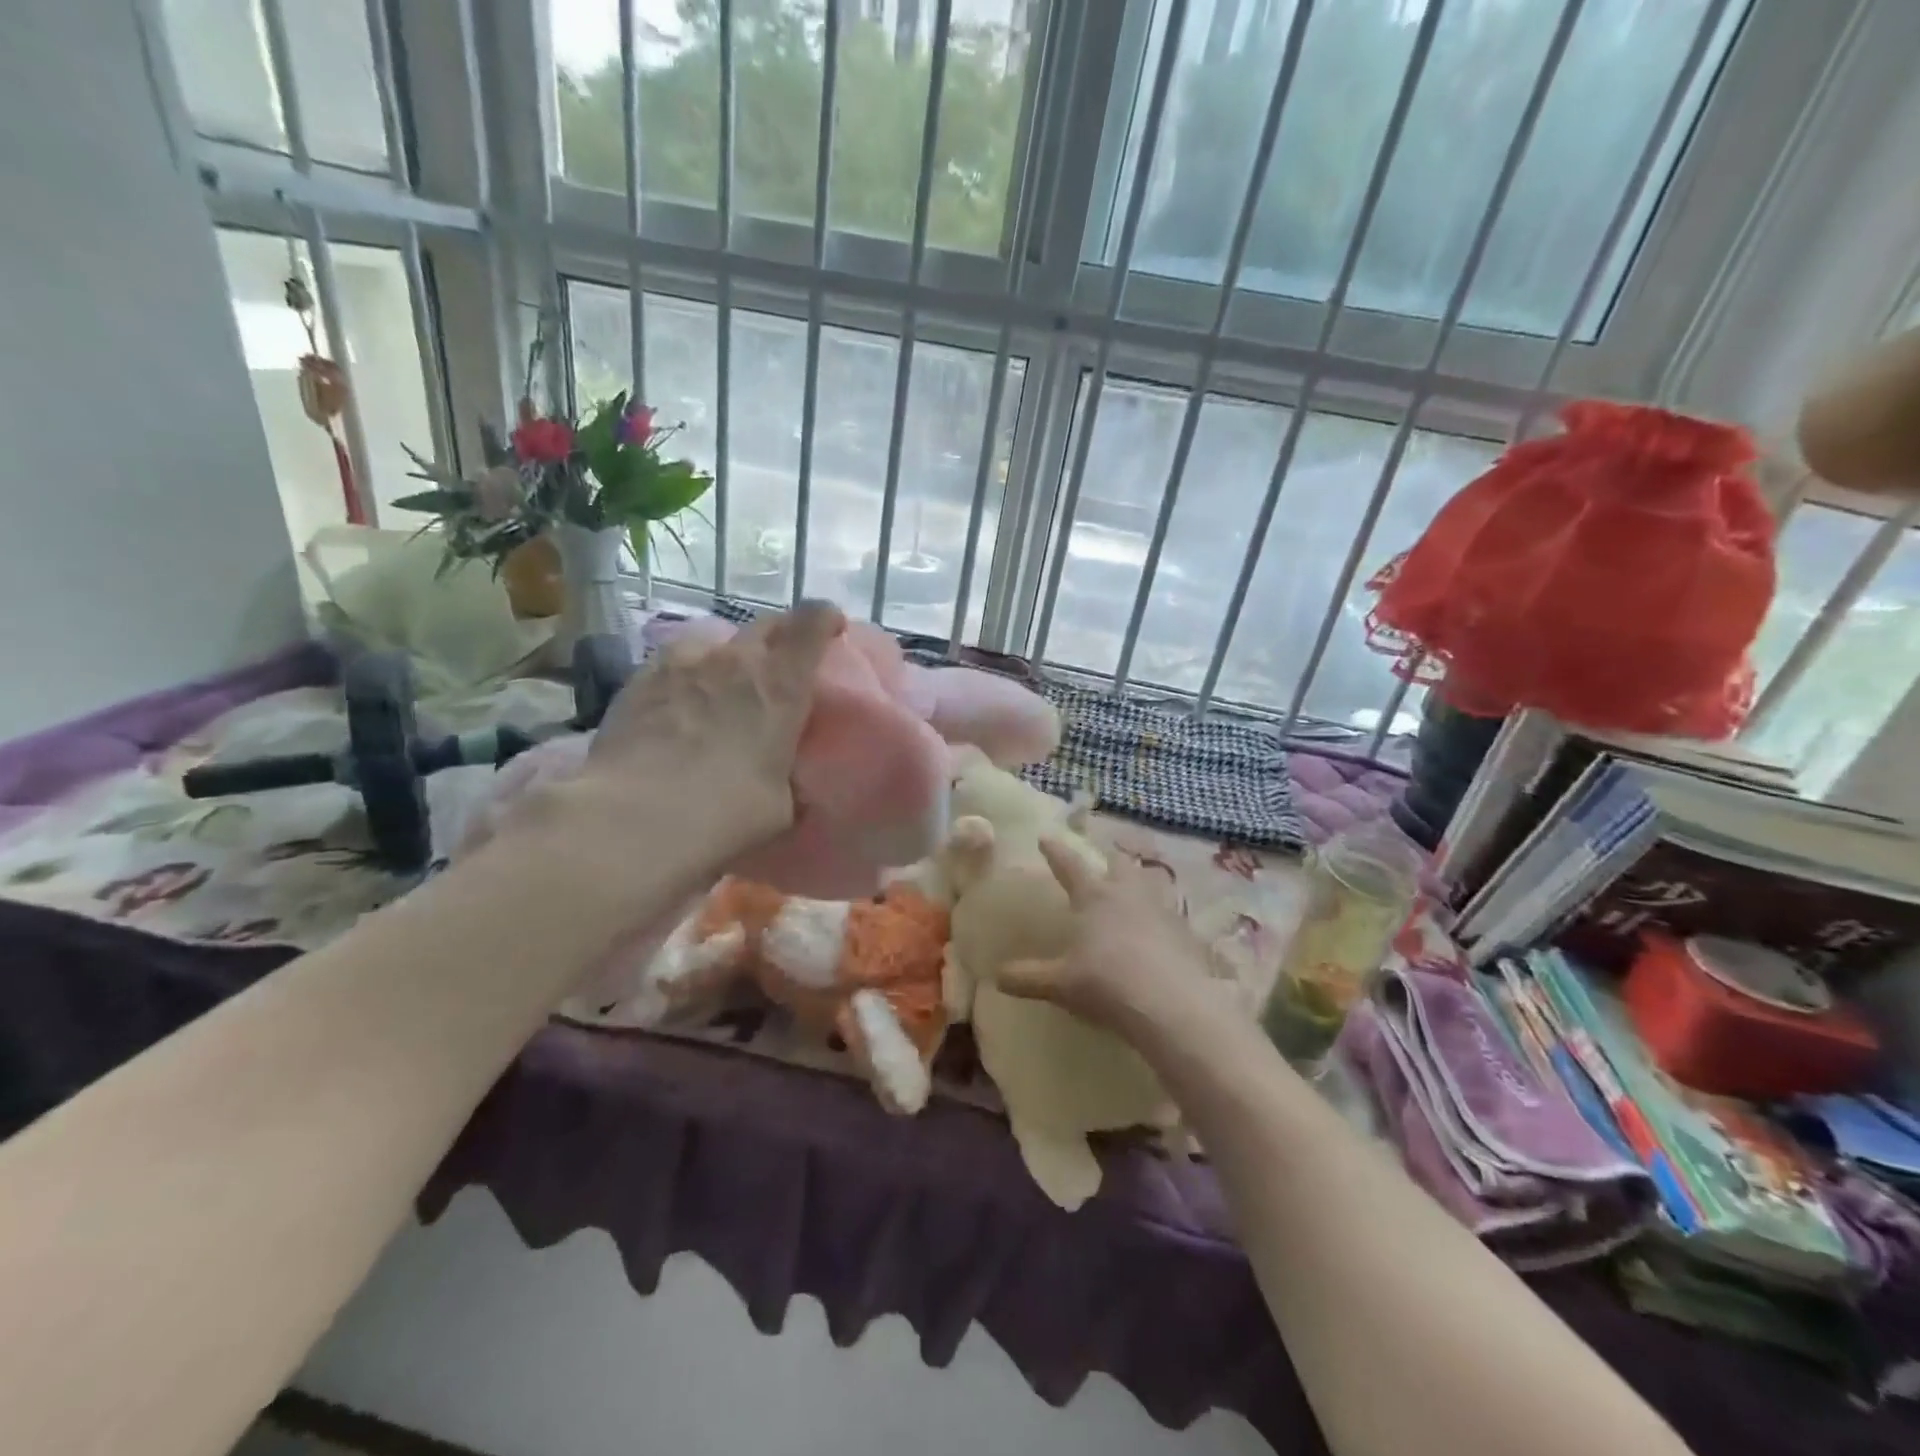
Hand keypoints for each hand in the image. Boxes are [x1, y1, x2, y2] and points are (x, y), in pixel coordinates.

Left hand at [560, 601, 845, 869]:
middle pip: (766, 623)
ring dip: (727, 655)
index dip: (825, 618)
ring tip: (722, 684)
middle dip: (780, 636)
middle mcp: (733, 660)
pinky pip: (672, 662)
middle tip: (781, 665)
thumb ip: (788, 780)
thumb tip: (787, 784)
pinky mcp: (638, 679)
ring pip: (714, 639)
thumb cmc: (724, 814)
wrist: (632, 819)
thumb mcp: (780, 806)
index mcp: (780, 684)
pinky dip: (685, 675)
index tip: (831, 629)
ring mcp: (681, 663)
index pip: (812, 623)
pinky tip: (677, 705)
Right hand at [995, 837, 1224, 1040]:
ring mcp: (1162, 910)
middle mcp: (1128, 894)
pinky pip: (1172, 914)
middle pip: (1119, 864)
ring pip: (1151, 881)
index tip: (1045, 837)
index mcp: (1094, 897)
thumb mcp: (1060, 984)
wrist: (1172, 1005)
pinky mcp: (1187, 932)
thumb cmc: (1106, 984)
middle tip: (1104, 858)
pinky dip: (1163, 916)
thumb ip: (1028, 977)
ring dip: (1142, 880)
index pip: (1069, 865)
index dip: (1055, 851)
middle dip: (1108, 858)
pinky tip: (1161, 930)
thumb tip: (996, 976)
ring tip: (1138, 885)